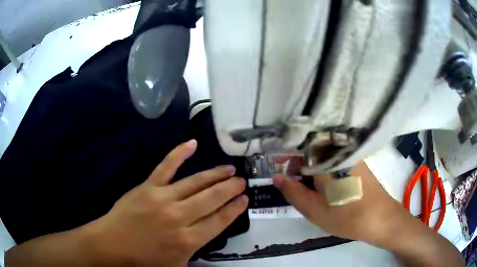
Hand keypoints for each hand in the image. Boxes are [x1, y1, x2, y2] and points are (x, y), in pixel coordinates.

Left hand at [85, 140, 247, 265]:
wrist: (113, 245)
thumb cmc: (145, 259)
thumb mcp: (178, 265)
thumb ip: (197, 251)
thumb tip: (212, 232)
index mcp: (188, 240)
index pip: (220, 220)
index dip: (234, 208)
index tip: (244, 199)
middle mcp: (179, 217)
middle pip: (212, 199)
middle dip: (230, 189)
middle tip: (241, 181)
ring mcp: (163, 198)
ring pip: (195, 182)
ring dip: (215, 174)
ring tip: (229, 168)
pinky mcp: (148, 186)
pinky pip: (166, 166)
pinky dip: (179, 153)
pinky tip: (193, 143)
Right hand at [273, 161, 404, 246]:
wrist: (382, 220)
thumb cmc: (348, 217)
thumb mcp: (316, 210)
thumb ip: (294, 193)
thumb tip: (276, 177)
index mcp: (328, 160)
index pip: (300, 150)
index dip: (288, 160)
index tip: (281, 172)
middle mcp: (341, 151)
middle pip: (313, 151)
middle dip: (301, 164)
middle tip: (294, 183)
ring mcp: (352, 155)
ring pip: (325, 155)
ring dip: (314, 167)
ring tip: (311, 186)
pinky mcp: (359, 161)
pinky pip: (337, 159)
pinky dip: (327, 168)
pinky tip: (328, 184)